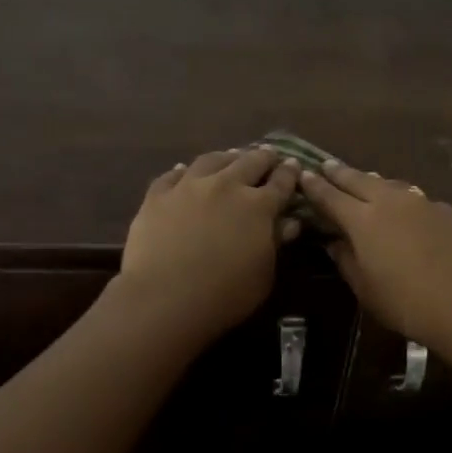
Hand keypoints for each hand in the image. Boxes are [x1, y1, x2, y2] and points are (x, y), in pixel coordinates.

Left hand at [119, 148, 301, 339]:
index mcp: (258, 206)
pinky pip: (171, 175)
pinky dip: (182, 171)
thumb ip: (276, 244)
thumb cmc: (225, 295)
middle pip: (249, 162)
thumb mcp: (263, 275)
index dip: (289, 173)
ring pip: (211, 160)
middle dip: (263, 157)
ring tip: (230, 156)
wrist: (164, 298)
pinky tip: (183, 170)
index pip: (281, 183)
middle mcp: (226, 186)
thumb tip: (289, 223)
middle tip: (268, 155)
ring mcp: (189, 187)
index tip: (294, 165)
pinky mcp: (157, 196)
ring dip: (226, 157)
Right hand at [299, 160, 451, 371]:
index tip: (303, 174)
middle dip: (340, 172)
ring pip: (389, 184)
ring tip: (362, 181)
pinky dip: (400, 197)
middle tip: (326, 165)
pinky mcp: (447, 211)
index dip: (315, 186)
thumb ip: (347, 261)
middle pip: (359, 180)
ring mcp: (423, 203)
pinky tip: (404, 209)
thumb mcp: (367, 291)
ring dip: (371, 181)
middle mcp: (391, 201)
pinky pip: (414, 197)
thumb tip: (335, 242)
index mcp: (363, 220)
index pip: (331, 196)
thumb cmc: (409, 305)